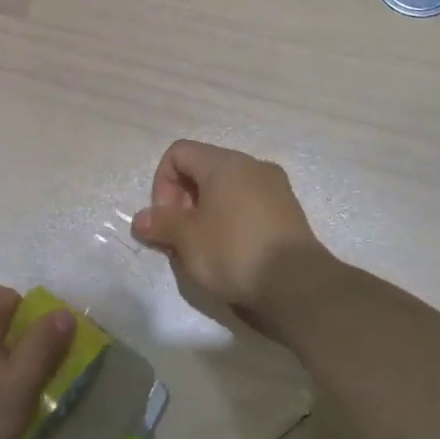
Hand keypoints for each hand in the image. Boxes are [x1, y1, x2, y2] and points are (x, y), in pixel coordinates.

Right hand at [130, 140, 325, 323]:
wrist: (297, 285)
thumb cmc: (234, 252)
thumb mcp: (187, 240)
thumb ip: (160, 223)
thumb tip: (142, 219)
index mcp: (225, 163)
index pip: (179, 153)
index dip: (162, 183)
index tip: (166, 219)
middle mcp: (252, 166)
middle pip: (202, 170)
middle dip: (182, 201)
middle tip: (180, 237)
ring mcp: (275, 188)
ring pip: (226, 189)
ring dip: (205, 213)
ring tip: (202, 249)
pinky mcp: (288, 211)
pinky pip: (247, 205)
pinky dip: (230, 221)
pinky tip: (229, 253)